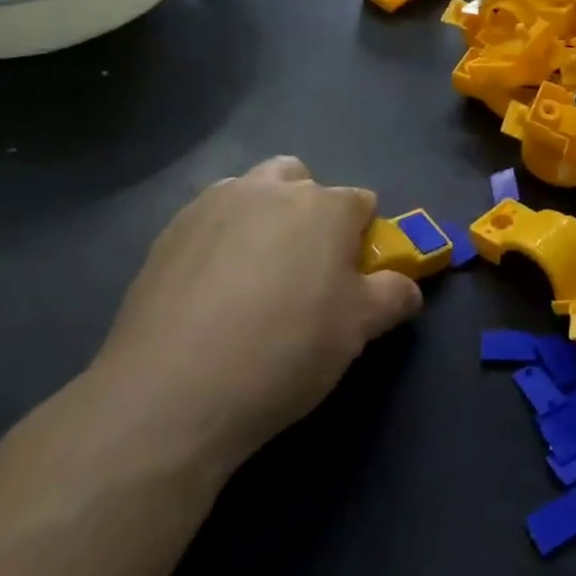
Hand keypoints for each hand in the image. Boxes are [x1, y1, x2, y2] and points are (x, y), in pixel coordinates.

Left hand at [88, 157, 422, 470]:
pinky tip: (211, 291)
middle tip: (304, 269)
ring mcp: (215, 205)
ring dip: (264, 216)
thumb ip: (393, 295)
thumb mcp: (358, 329)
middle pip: (304, 182)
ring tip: (254, 275)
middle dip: (311, 212)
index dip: (363, 240)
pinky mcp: (169, 232)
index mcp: (325, 206)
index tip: (352, 279)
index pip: (362, 203)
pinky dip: (221, 239)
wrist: (171, 394)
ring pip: (253, 191)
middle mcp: (272, 189)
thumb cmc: (285, 351)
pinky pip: (210, 219)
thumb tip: (406, 286)